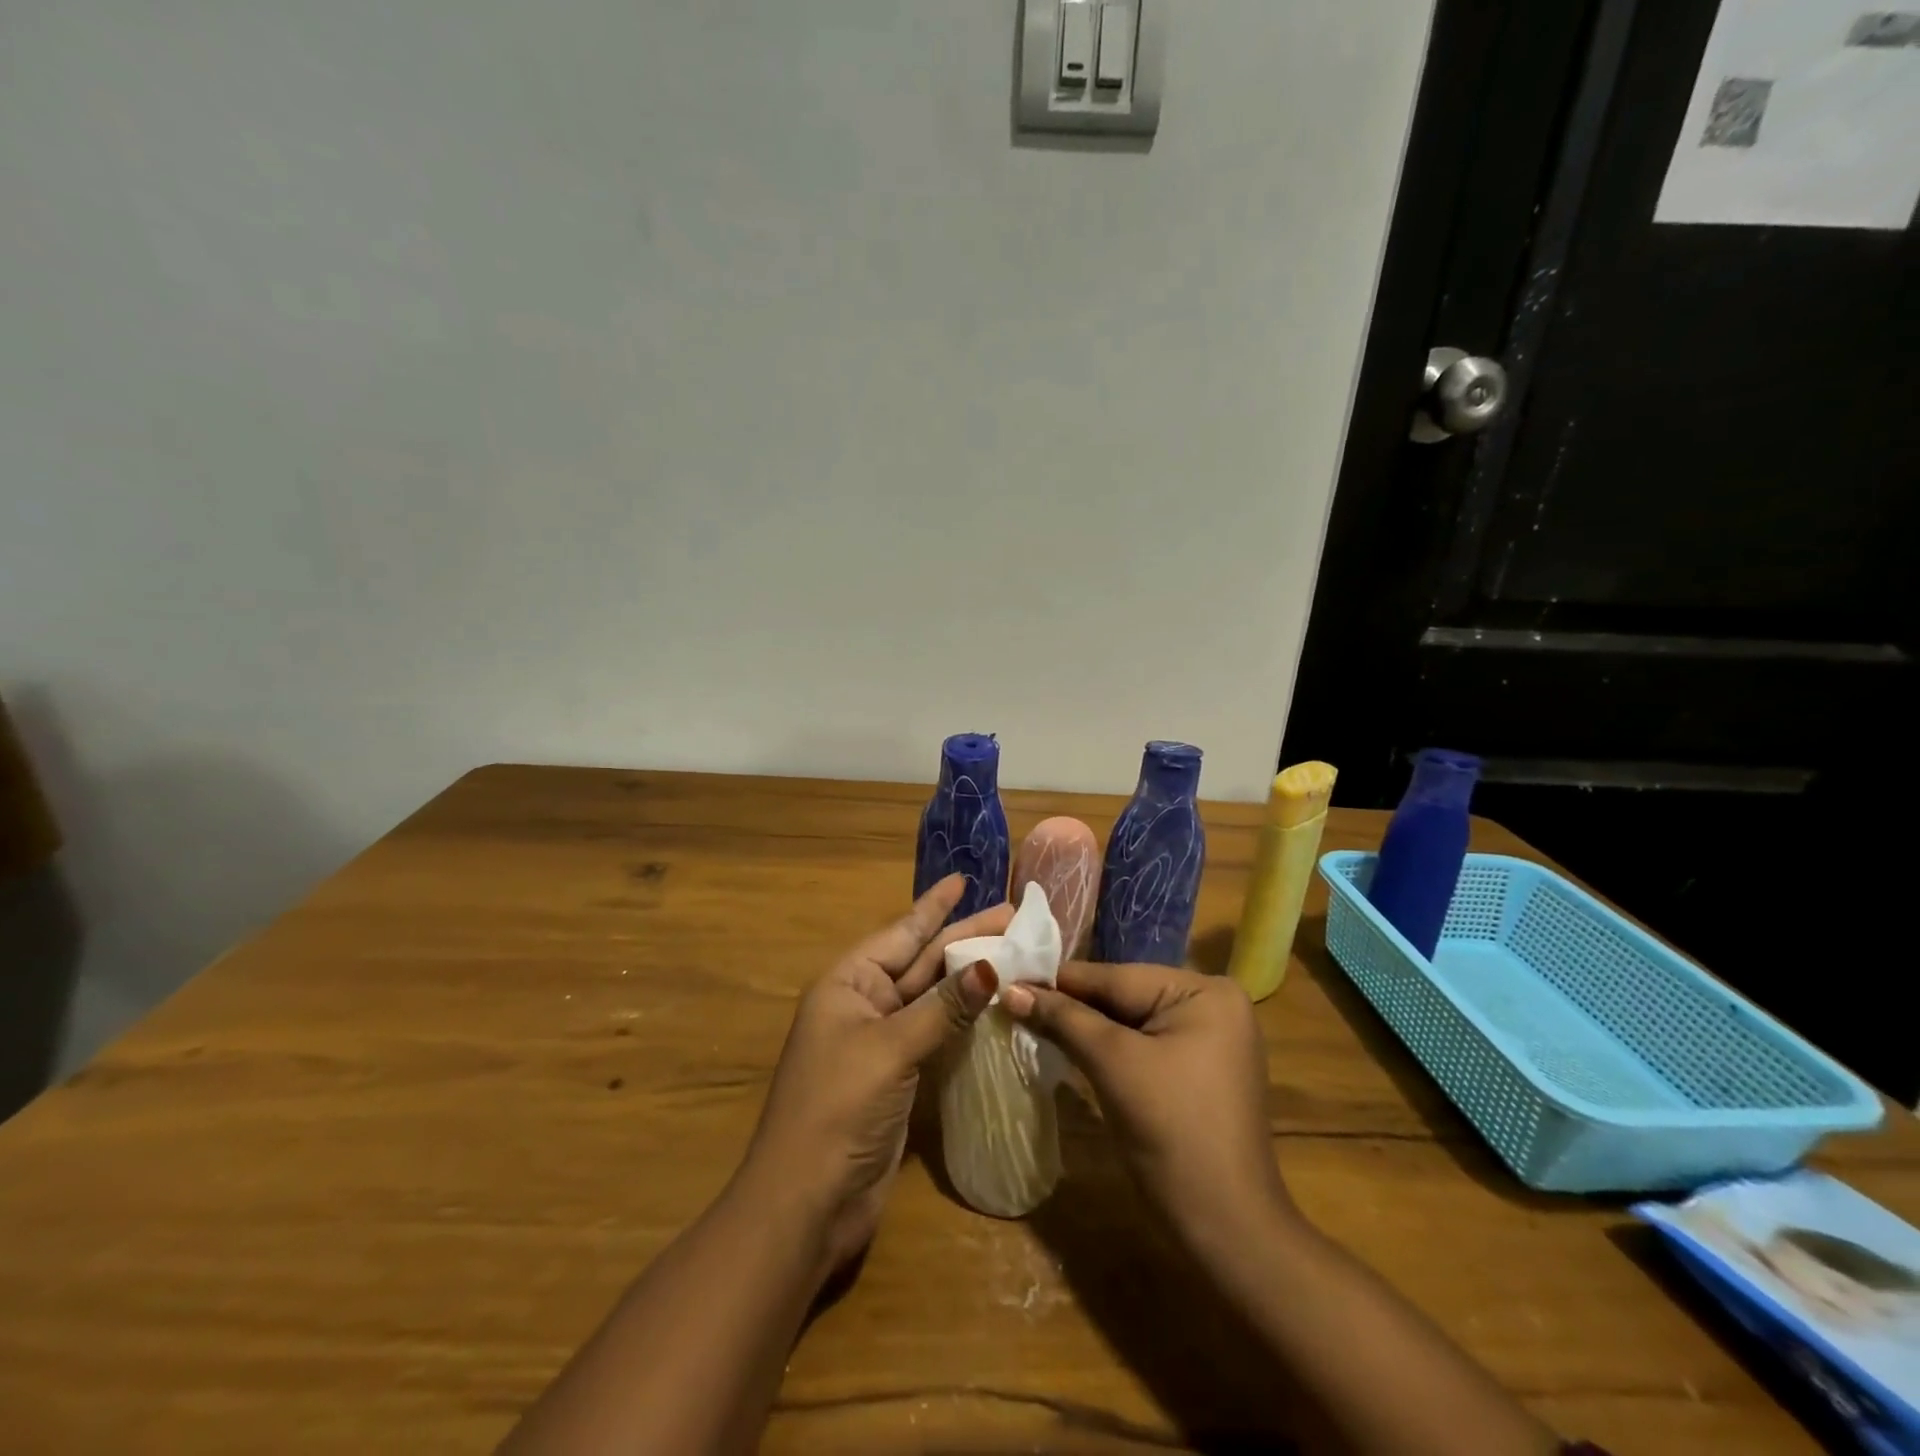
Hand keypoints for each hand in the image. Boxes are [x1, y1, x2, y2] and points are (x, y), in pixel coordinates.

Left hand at [739, 875, 1005, 1277]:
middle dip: (964, 938)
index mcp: (848, 984)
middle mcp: (864, 1005)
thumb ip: (942, 1008)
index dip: (934, 906)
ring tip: (1013, 953)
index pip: (901, 933)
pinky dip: (965, 1020)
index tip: (963, 880)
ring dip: (969, 978)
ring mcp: (882, 1043)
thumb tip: (991, 967)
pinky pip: (937, 1034)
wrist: (805, 1204)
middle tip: (1013, 917)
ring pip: (933, 998)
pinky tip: (995, 1006)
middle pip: (922, 962)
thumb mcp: (889, 1049)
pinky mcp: (899, 1078)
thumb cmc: (837, 1109)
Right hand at [1002, 962, 1289, 1250]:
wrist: (1227, 1230)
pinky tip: (1066, 1047)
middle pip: (1123, 996)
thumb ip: (1063, 1020)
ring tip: (1027, 1019)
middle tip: (1012, 1001)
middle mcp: (1212, 1003)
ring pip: (1129, 1022)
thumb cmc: (1173, 1133)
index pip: (1115, 976)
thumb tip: (1010, 989)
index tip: (1009, 977)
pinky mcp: (1196, 1071)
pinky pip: (1141, 1046)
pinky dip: (1106, 1049)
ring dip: (1083, 1027)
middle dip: (1071, 1005)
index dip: (1059, 980)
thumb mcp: (1113, 1064)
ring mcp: (1208, 1039)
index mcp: (1204, 990)